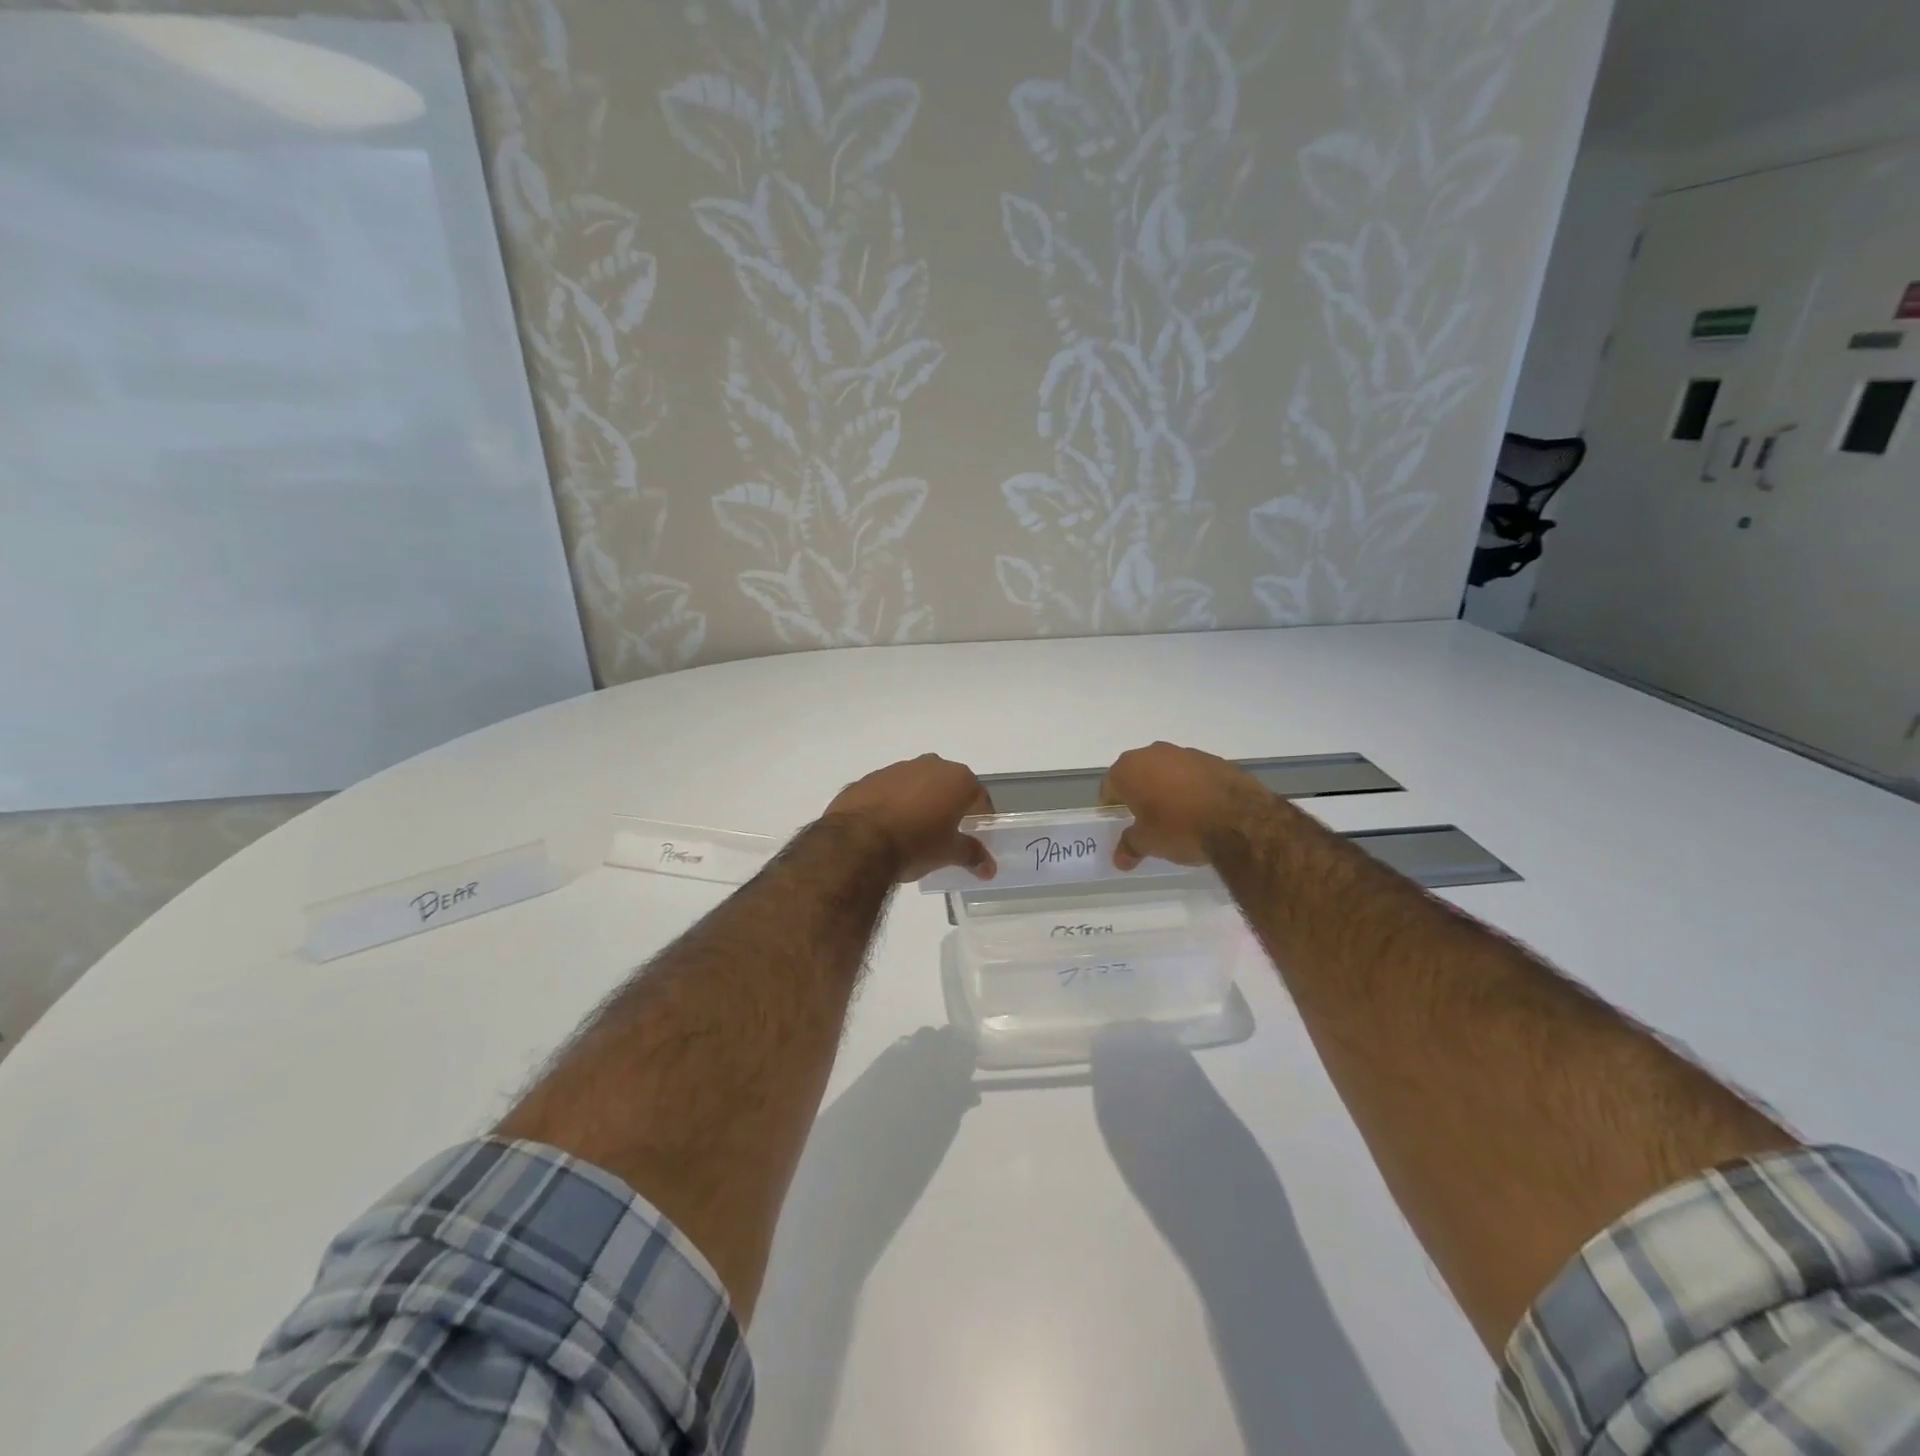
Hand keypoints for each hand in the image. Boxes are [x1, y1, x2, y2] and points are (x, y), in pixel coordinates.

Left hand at [825, 754, 995, 881]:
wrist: (857, 841)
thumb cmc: (916, 844)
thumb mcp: (949, 853)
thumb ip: (972, 855)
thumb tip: (989, 868)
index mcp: (956, 778)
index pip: (979, 797)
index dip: (980, 818)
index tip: (975, 837)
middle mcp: (930, 764)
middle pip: (948, 786)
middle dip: (949, 807)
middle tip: (946, 834)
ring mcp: (896, 768)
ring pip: (917, 785)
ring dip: (920, 803)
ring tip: (913, 833)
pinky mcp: (869, 778)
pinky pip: (890, 791)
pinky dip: (893, 805)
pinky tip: (887, 828)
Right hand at [1098, 742, 1270, 869]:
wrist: (1239, 820)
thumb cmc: (1179, 828)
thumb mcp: (1148, 843)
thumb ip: (1129, 846)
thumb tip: (1120, 859)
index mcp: (1129, 768)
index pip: (1109, 786)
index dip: (1112, 806)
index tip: (1120, 823)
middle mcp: (1153, 753)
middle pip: (1138, 773)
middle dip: (1139, 793)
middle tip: (1146, 819)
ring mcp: (1186, 753)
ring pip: (1166, 771)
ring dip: (1167, 788)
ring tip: (1177, 816)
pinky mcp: (1214, 759)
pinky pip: (1193, 774)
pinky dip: (1192, 787)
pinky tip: (1201, 809)